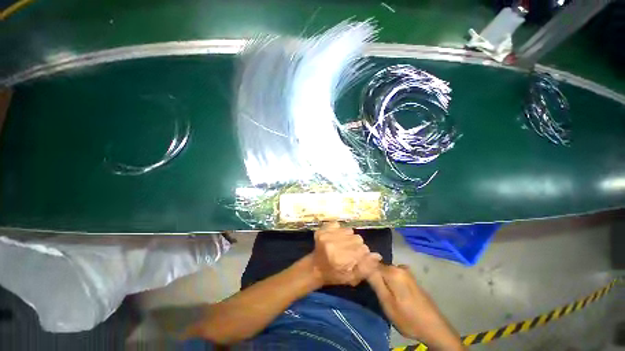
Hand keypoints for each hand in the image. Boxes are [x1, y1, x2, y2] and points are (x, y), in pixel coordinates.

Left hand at [310, 222, 381, 285]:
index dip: (362, 253)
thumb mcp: (352, 278)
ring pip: (349, 230)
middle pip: (357, 238)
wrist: (315, 267)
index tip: (356, 258)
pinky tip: (336, 238)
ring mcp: (325, 235)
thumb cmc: (335, 275)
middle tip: (349, 252)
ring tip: (342, 245)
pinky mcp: (322, 229)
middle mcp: (332, 244)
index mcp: (340, 259)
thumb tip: (377, 255)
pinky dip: (340, 230)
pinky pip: (338, 225)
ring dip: (349, 237)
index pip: (363, 249)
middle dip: (356, 245)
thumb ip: (366, 268)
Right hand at [368, 265, 463, 349]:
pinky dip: (389, 281)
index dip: (365, 271)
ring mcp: (406, 272)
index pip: (371, 264)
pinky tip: (392, 293)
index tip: (360, 281)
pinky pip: (394, 275)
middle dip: (374, 275)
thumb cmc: (408, 318)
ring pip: (386, 272)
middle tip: (373, 291)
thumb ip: (375, 281)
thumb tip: (363, 264)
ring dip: (382, 279)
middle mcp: (399, 267)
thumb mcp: (387, 303)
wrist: (434, 328)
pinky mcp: (410, 278)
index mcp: (393, 271)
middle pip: (379, 267)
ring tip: (382, 294)